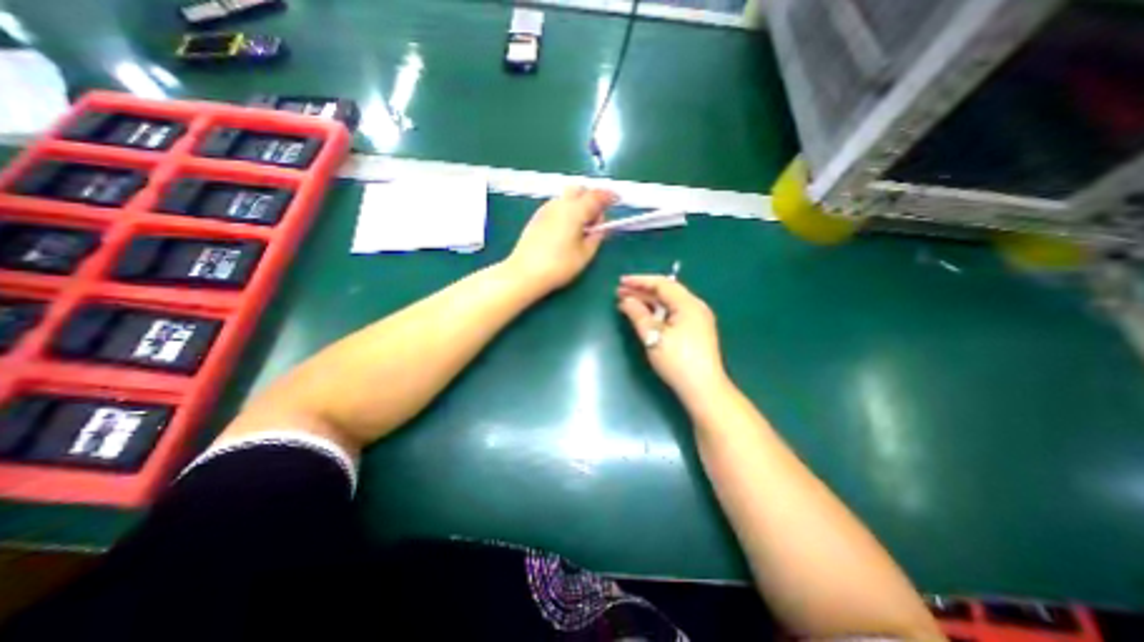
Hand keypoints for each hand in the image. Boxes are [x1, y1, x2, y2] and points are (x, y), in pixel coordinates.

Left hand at [508, 186, 615, 293]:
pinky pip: (556, 205)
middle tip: (596, 218)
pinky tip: (566, 228)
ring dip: (577, 203)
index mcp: (575, 210)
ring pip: (566, 197)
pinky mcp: (536, 217)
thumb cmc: (559, 265)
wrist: (525, 273)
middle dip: (591, 197)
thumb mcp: (585, 254)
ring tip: (581, 226)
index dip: (609, 196)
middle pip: (579, 189)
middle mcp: (559, 204)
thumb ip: (596, 237)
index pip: (596, 196)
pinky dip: (566, 210)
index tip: (617, 199)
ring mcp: (545, 209)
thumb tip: (600, 227)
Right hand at [621, 274, 726, 399]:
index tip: (621, 282)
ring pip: (669, 303)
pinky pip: (673, 313)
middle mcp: (695, 307)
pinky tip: (644, 315)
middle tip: (620, 292)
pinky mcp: (695, 330)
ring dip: (648, 302)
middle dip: (642, 291)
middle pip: (666, 292)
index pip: (662, 284)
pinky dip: (657, 312)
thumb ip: (638, 314)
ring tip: (627, 302)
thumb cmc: (677, 361)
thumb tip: (626, 300)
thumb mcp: (653, 336)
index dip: (639, 281)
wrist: (703, 389)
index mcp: (688, 304)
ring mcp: (697, 318)